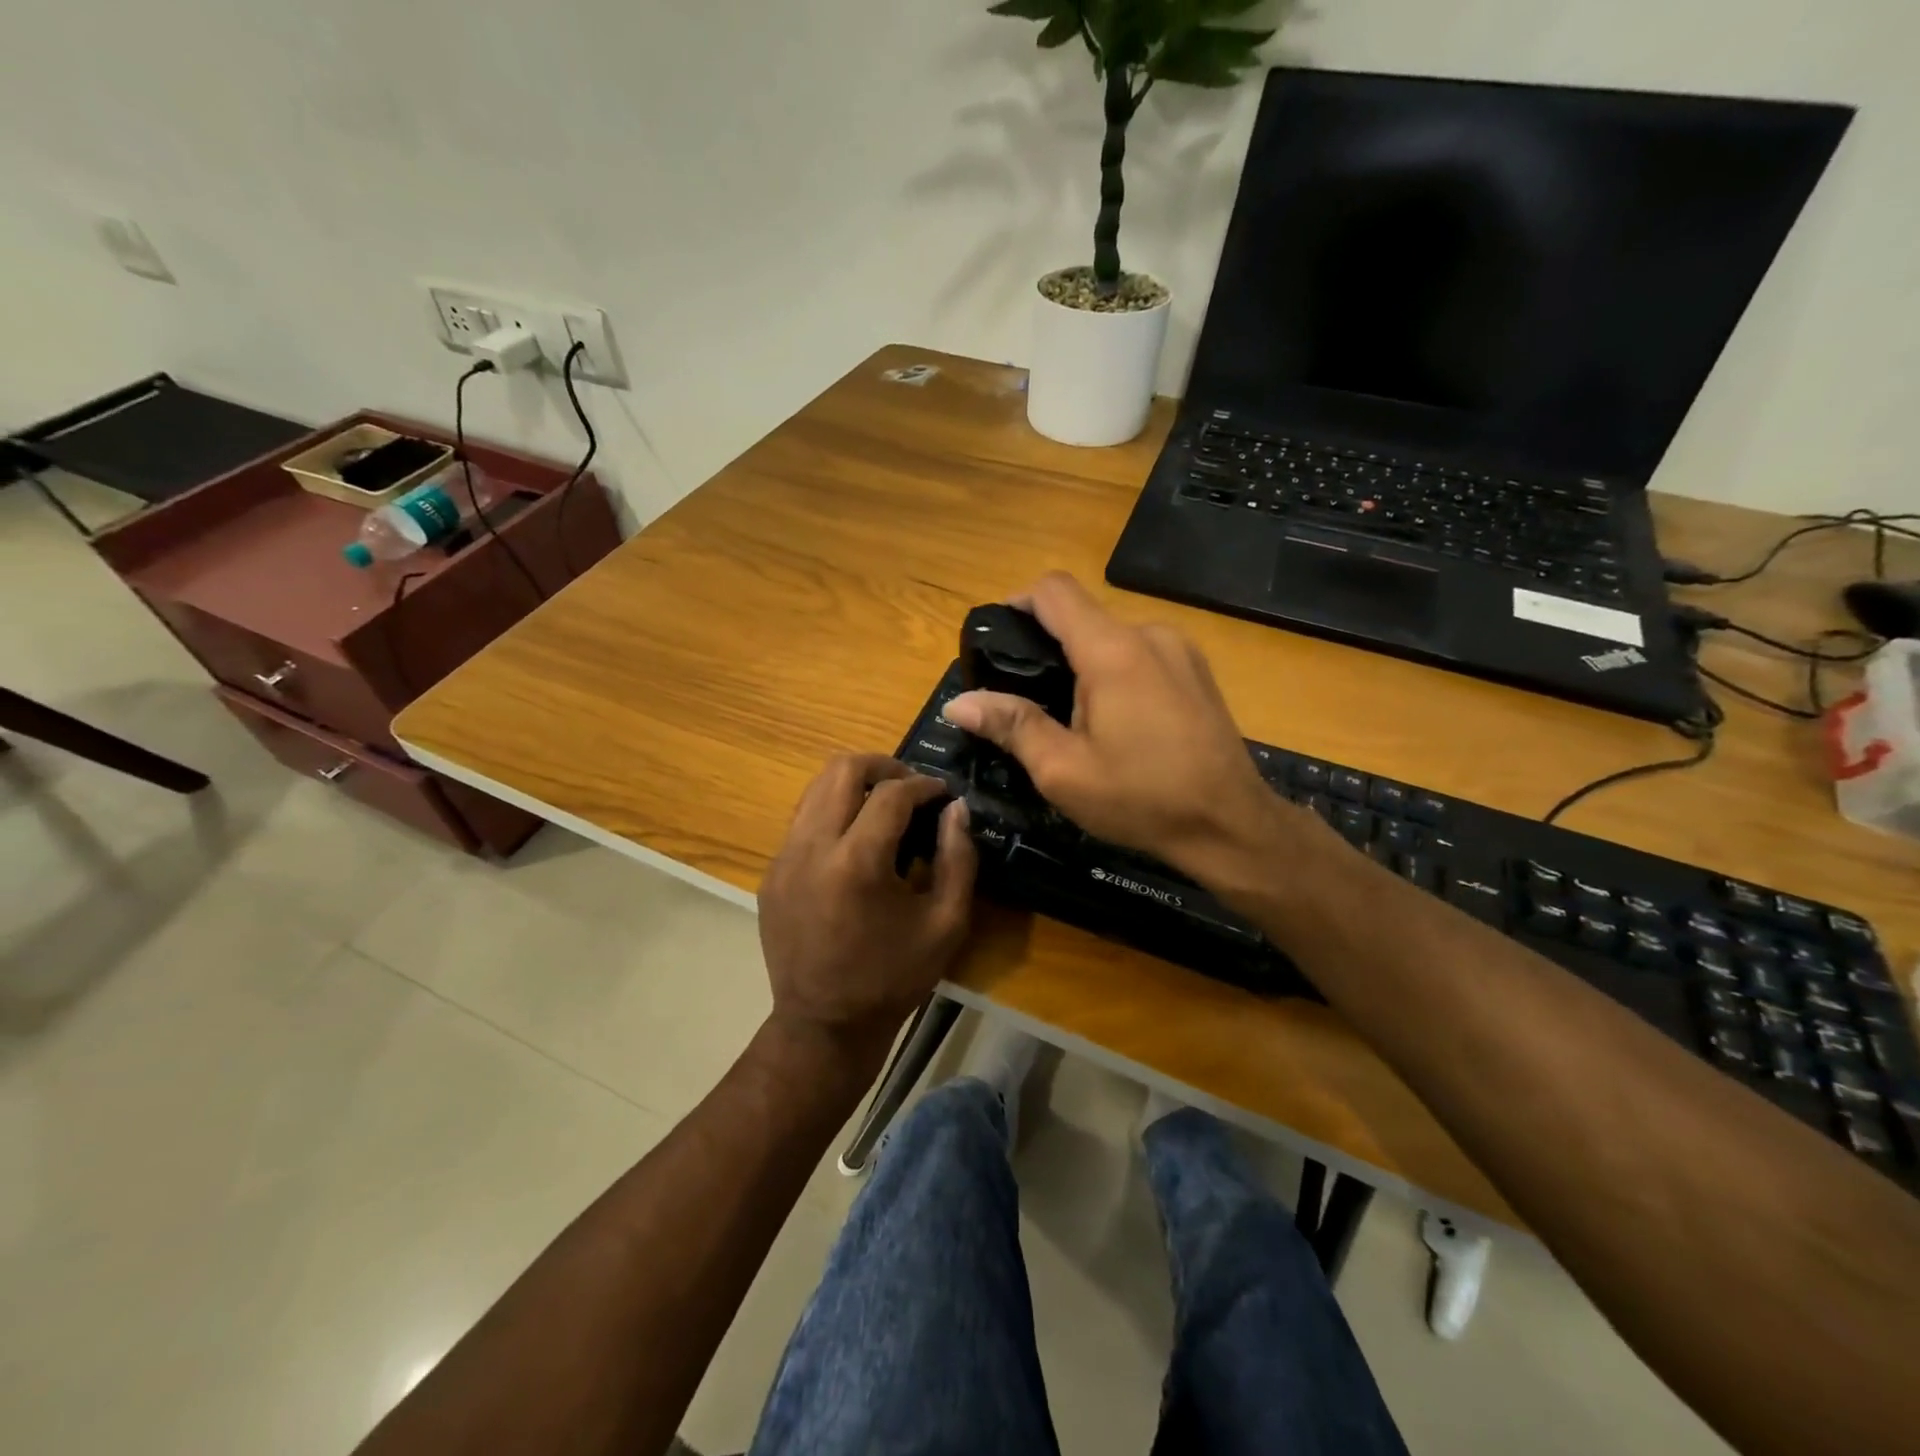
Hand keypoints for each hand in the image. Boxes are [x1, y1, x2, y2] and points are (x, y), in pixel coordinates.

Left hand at [758, 754, 975, 1060]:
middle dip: (882, 765)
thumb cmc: (893, 978)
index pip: (891, 792)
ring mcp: (783, 859)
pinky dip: (831, 813)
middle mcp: (811, 848)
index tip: (942, 793)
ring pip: (815, 788)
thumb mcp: (946, 924)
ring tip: (883, 806)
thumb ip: (959, 858)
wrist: (824, 1026)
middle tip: (911, 786)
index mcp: (856, 862)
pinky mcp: (770, 874)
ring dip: (853, 785)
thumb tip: (957, 808)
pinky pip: (802, 820)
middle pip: (841, 769)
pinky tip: (854, 842)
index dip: (923, 784)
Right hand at [940, 572, 1288, 880]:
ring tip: (1071, 718)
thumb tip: (958, 702)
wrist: (1231, 825)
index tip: (997, 642)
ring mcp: (1180, 650)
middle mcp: (1149, 634)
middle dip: (1047, 647)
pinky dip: (1115, 672)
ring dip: (1083, 664)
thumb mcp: (1063, 771)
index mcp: (1112, 651)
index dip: (1017, 603)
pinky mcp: (1197, 671)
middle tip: (1026, 700)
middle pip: (1082, 616)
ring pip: (1112, 637)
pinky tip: (1117, 722)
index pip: (1054, 590)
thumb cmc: (1142, 798)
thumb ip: (1011, 725)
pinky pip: (1141, 654)